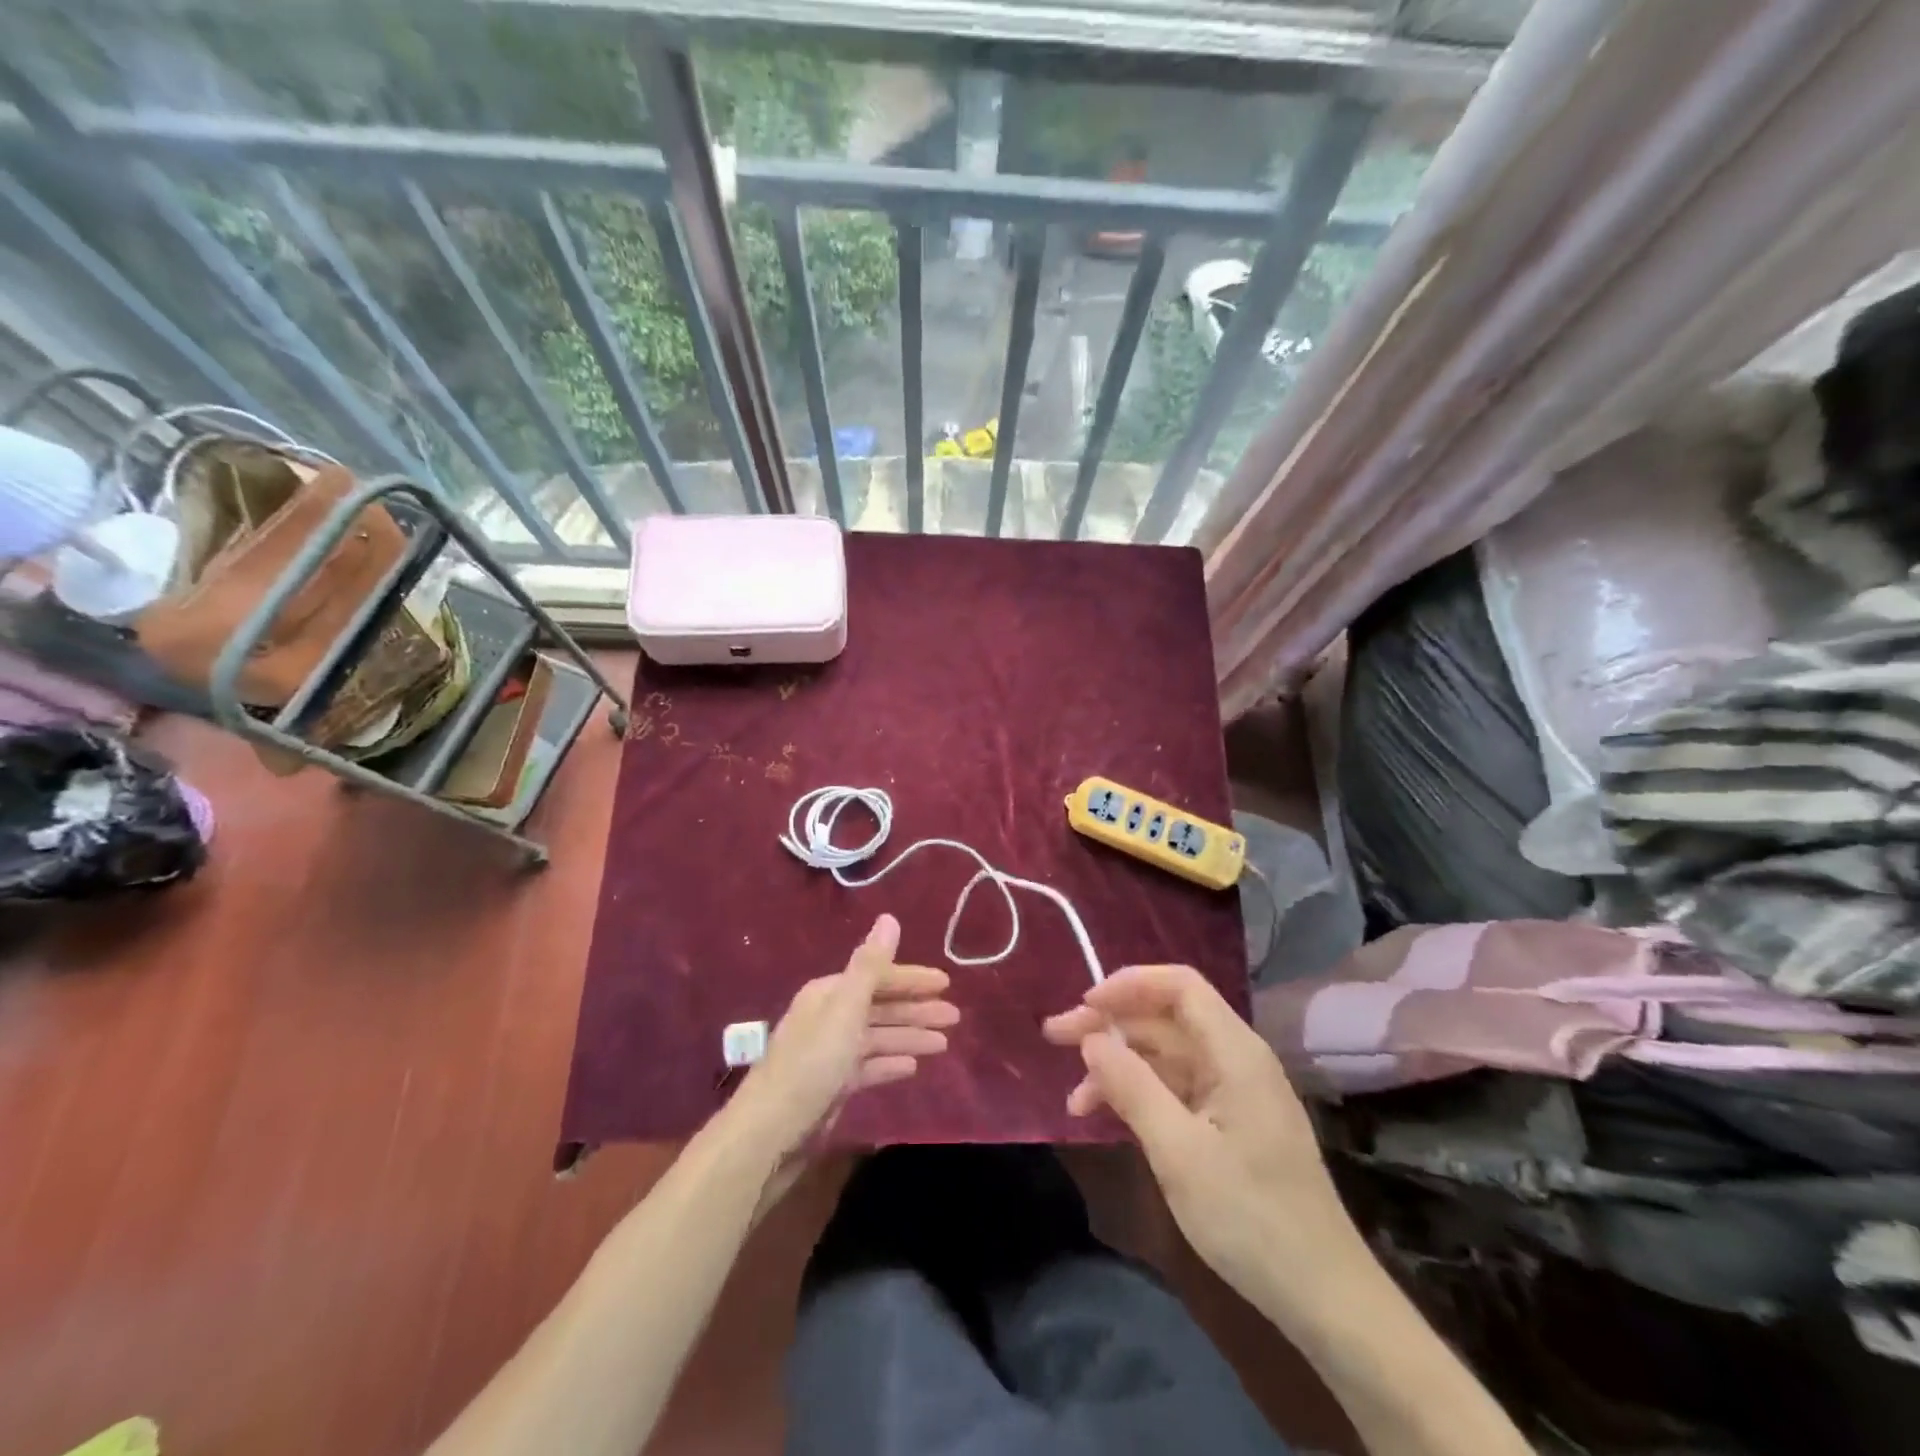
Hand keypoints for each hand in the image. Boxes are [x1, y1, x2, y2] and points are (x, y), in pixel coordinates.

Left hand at [733, 914, 955, 1162]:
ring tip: (944, 1043)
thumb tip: (889, 918)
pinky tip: (913, 1067)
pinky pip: (869, 1067)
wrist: (770, 1132)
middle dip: (916, 1009)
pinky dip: (891, 1063)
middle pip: (880, 1007)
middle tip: (954, 1017)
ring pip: (878, 1037)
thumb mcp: (845, 1008)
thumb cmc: (812, 1062)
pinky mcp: (833, 1086)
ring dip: (910, 1036)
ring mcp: (831, 1053)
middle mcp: (830, 1017)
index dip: (911, 979)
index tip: (946, 984)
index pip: (877, 977)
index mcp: (829, 994)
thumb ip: (870, 965)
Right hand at [1043, 964, 1361, 1310]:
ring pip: (1164, 1055)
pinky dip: (1137, 1094)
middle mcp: (1235, 1059)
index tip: (1085, 1005)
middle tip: (1054, 1037)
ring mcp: (1232, 1091)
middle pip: (1165, 1019)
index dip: (1129, 984)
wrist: (1322, 1296)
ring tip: (1073, 1097)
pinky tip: (1103, 1117)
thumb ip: (1132, 1087)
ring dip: (1117, 1065)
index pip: (1180, 986)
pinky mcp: (1227, 1122)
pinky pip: (1174, 1088)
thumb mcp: (1179, 1152)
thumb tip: (1092, 1038)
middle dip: (1110, 1024)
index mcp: (1235, 1052)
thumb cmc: (1251, 1218)